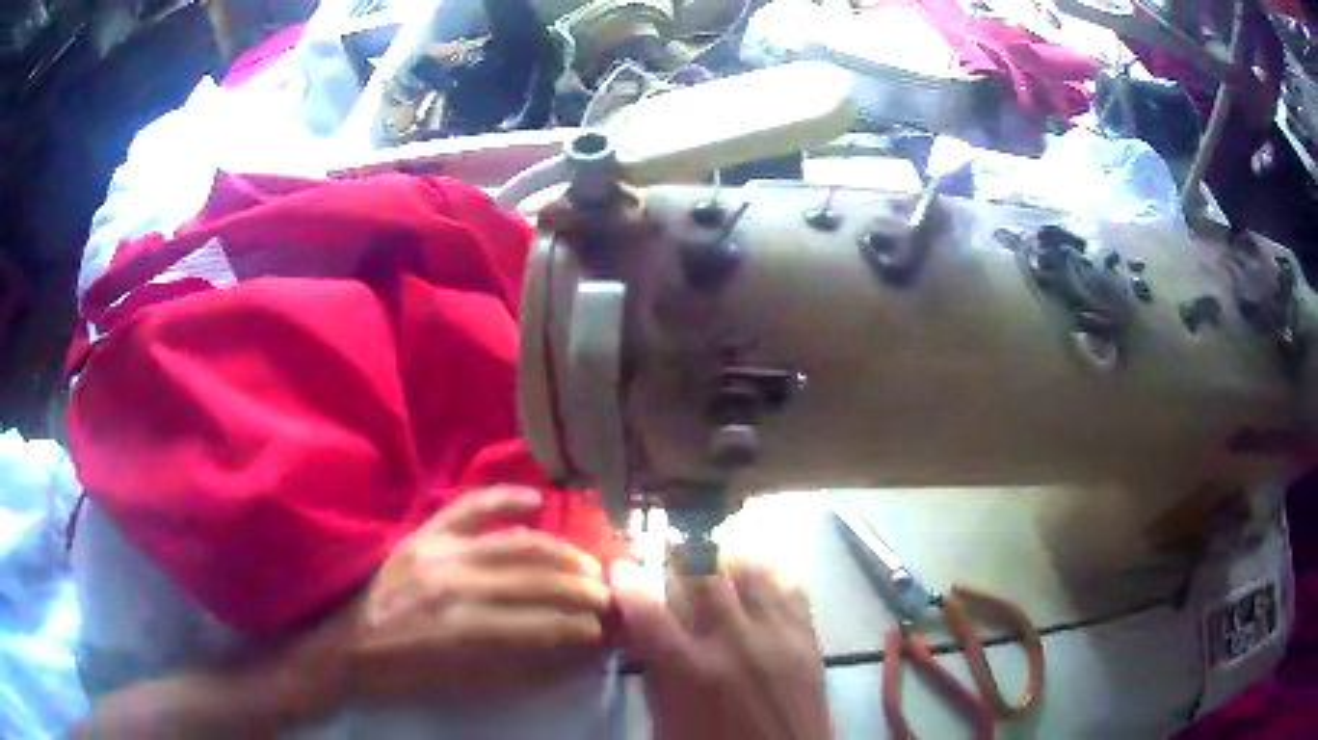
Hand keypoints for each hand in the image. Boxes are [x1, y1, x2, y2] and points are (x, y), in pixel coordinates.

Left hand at [331, 487, 609, 703]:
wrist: (350, 644)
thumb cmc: (407, 673)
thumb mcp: (462, 683)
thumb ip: (516, 663)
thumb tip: (568, 648)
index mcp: (461, 629)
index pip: (539, 625)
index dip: (577, 628)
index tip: (603, 631)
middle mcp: (454, 583)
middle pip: (534, 579)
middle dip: (580, 588)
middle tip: (607, 596)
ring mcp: (437, 551)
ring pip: (514, 544)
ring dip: (560, 553)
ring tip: (587, 564)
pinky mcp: (422, 533)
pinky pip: (468, 507)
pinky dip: (504, 499)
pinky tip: (537, 500)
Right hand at [612, 558, 833, 739]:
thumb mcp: (667, 721)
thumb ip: (655, 672)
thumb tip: (641, 633)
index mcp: (691, 670)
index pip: (648, 609)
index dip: (627, 581)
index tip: (620, 568)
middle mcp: (735, 641)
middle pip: (703, 571)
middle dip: (678, 557)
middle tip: (669, 562)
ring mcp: (776, 634)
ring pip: (749, 568)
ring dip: (722, 561)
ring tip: (711, 568)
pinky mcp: (807, 635)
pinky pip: (788, 584)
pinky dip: (765, 574)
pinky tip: (753, 582)